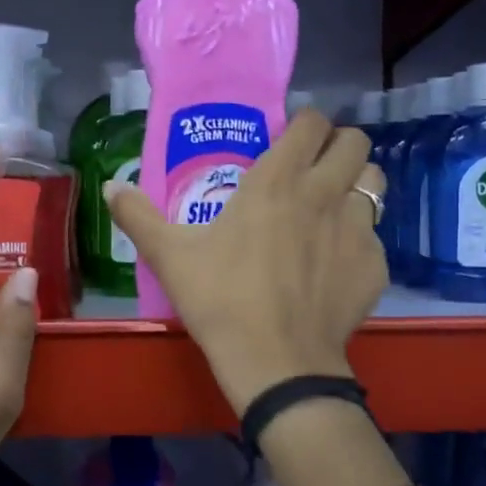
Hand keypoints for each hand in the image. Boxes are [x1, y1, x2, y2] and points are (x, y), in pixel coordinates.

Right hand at [107, 109, 386, 414]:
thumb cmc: (221, 299)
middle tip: (314, 168)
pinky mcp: (376, 265)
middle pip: (355, 142)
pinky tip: (334, 266)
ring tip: (331, 208)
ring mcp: (358, 229)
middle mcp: (325, 192)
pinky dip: (357, 241)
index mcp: (277, 180)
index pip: (311, 122)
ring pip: (374, 183)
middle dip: (337, 146)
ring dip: (355, 186)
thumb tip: (109, 187)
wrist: (276, 362)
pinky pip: (374, 237)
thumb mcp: (170, 256)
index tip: (288, 140)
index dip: (304, 124)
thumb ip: (138, 216)